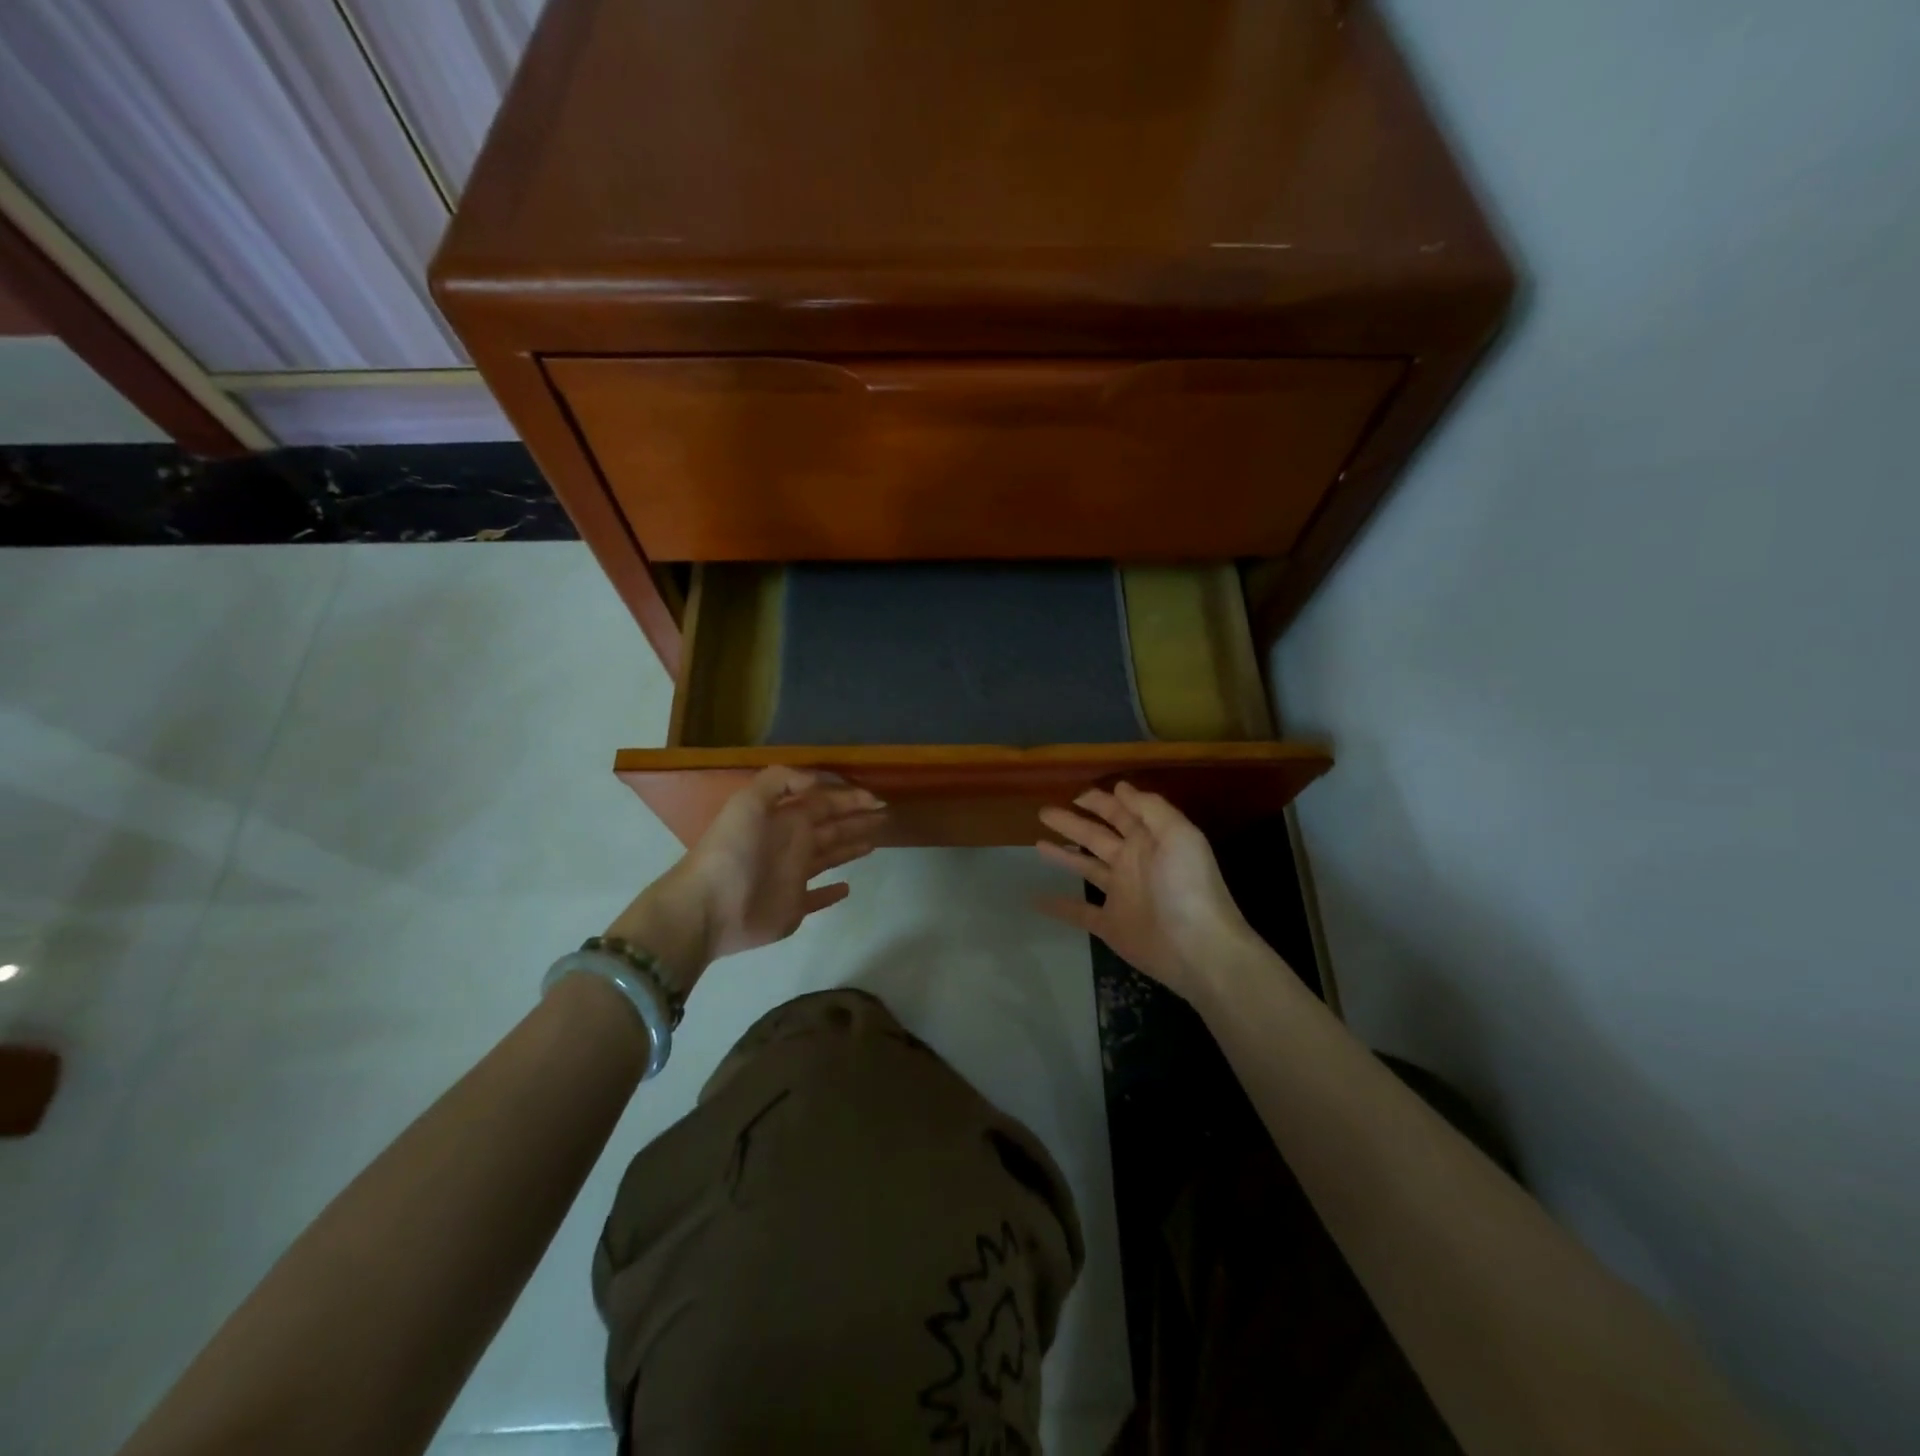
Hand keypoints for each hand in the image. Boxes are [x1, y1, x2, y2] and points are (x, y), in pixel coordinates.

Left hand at [607, 767, 885, 993]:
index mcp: (784, 818)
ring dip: (851, 846)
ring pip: (829, 856)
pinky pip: (817, 898)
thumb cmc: (732, 850)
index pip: (824, 802)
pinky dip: (832, 893)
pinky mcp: (793, 908)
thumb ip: (781, 780)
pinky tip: (848, 887)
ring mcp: (793, 877)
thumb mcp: (749, 801)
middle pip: (831, 827)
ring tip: (876, 840)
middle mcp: (792, 843)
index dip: (850, 798)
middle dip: (857, 819)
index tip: (877, 797)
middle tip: (886, 815)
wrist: (707, 906)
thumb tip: (819, 780)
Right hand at [1035, 782, 1255, 1000]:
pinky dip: (1058, 906)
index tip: (1075, 795)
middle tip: (1044, 812)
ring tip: (1037, 844)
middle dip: (1072, 823)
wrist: (1198, 948)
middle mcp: (1132, 864)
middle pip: (1096, 837)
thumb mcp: (1178, 835)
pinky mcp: (1110, 925)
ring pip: (1085, 868)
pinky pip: (1078, 912)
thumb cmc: (1188, 886)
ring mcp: (1120, 895)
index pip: (1121, 814)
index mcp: (1149, 841)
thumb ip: (1149, 808)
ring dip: (1063, 855)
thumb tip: (1120, 787)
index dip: (1100, 802)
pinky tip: (1036, 899)